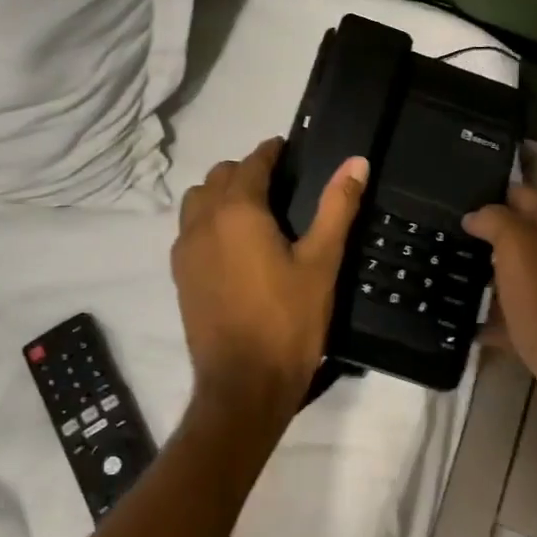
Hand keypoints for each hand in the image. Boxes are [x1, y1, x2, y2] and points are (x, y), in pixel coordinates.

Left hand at [171, 137, 369, 423]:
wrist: (243, 386)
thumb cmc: (288, 321)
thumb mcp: (322, 262)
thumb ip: (337, 207)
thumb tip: (356, 162)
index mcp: (238, 211)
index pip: (251, 163)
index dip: (271, 151)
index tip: (289, 149)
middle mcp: (203, 221)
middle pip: (218, 177)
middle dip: (245, 171)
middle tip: (278, 184)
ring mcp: (185, 250)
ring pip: (196, 202)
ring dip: (220, 194)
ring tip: (253, 213)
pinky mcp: (179, 276)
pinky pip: (189, 230)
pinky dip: (208, 221)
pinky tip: (234, 246)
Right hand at [463, 184, 536, 431]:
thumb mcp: (516, 247)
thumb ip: (495, 220)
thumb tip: (476, 216)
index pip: (522, 193)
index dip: (490, 197)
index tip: (456, 206)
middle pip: (522, 232)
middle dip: (489, 236)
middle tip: (451, 240)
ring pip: (520, 268)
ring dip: (492, 272)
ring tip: (454, 274)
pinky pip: (523, 304)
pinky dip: (501, 309)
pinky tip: (472, 318)